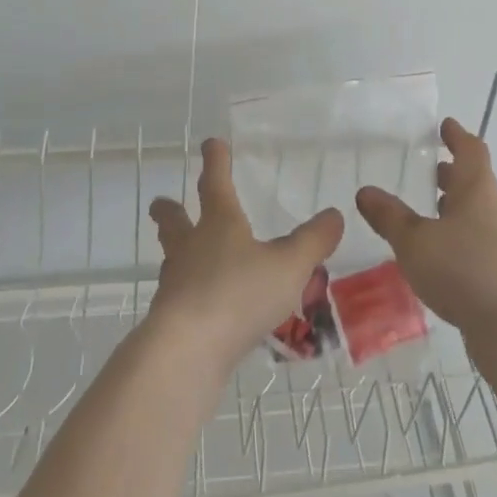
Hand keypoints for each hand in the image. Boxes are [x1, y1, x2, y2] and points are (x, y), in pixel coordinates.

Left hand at [147, 138, 344, 370]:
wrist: (185, 353)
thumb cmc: (238, 294)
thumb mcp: (288, 266)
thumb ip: (313, 242)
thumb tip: (335, 215)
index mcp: (219, 223)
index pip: (216, 181)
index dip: (216, 161)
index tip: (211, 144)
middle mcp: (191, 247)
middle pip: (175, 221)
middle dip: (171, 210)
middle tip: (161, 203)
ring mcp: (175, 285)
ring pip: (172, 260)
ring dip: (176, 254)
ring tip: (182, 258)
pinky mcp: (170, 321)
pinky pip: (177, 300)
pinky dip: (186, 296)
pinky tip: (200, 310)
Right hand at [356, 117, 496, 339]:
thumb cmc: (465, 270)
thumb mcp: (415, 242)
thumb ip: (390, 217)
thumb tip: (365, 191)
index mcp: (477, 188)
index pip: (470, 149)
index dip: (457, 135)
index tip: (444, 126)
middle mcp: (495, 208)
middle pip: (474, 182)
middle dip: (452, 175)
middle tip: (427, 170)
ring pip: (477, 214)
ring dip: (455, 210)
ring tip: (426, 214)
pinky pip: (479, 244)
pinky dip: (459, 240)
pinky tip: (439, 258)